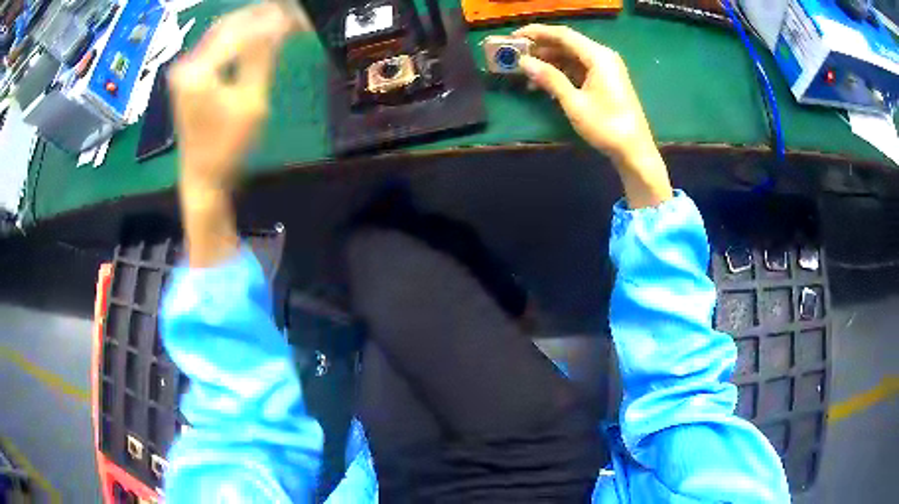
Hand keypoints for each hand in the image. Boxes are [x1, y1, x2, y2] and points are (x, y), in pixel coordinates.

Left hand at [169, 3, 296, 191]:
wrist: (202, 176)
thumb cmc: (226, 146)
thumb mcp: (250, 102)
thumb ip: (262, 58)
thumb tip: (279, 24)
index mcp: (197, 71)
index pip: (238, 32)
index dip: (269, 21)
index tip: (295, 18)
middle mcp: (186, 64)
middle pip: (226, 26)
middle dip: (258, 16)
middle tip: (288, 12)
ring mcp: (185, 70)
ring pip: (221, 33)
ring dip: (249, 24)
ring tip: (278, 19)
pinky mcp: (189, 76)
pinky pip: (216, 46)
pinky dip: (238, 38)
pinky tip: (257, 36)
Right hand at [514, 24, 672, 208]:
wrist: (634, 151)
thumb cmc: (606, 126)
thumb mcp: (574, 102)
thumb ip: (550, 78)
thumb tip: (524, 62)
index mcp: (598, 56)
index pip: (563, 35)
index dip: (536, 33)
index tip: (513, 36)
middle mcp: (603, 56)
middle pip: (567, 44)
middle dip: (541, 48)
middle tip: (516, 55)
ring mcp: (606, 69)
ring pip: (572, 57)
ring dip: (549, 62)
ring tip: (526, 72)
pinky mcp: (606, 81)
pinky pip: (579, 69)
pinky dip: (561, 73)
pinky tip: (545, 84)